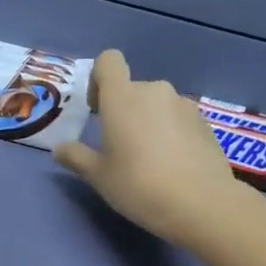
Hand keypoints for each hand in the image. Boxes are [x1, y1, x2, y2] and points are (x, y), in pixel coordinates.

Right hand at [53, 49, 247, 244]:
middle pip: (133, 89)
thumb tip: (59, 149)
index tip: (97, 109)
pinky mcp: (206, 123)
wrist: (202, 205)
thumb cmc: (139, 185)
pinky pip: (179, 120)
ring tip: (150, 160)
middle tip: (120, 147)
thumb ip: (76, 157)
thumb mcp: (99, 176)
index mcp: (123, 97)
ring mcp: (184, 105)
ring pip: (158, 105)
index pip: (109, 61)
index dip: (99, 79)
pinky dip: (172, 134)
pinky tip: (174, 166)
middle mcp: (155, 91)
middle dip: (124, 110)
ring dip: (149, 122)